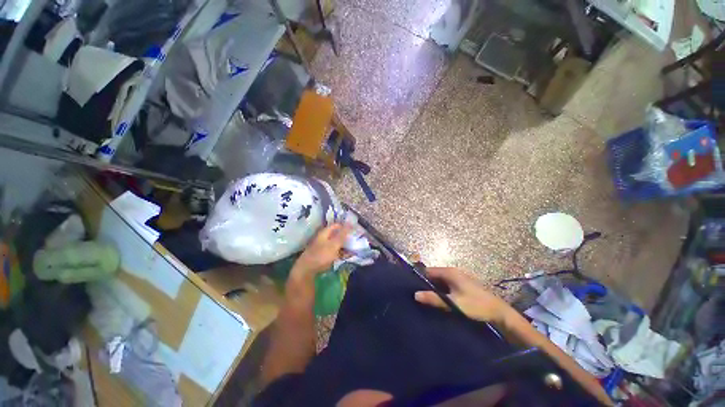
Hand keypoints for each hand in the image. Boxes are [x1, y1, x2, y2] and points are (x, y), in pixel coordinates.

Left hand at [292, 223, 352, 277]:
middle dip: (346, 236)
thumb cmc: (321, 255)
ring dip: (344, 245)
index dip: (345, 226)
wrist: (307, 270)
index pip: (337, 225)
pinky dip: (340, 252)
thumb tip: (350, 222)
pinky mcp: (323, 255)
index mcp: (325, 232)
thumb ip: (342, 234)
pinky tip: (346, 256)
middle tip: (355, 239)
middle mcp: (323, 238)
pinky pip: (334, 251)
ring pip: (336, 243)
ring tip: (353, 248)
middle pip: (336, 234)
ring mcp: (322, 246)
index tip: (354, 229)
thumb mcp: (334, 244)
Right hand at [414, 267, 513, 324]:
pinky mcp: (462, 285)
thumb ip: (434, 299)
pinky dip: (441, 291)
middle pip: (434, 275)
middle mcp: (453, 272)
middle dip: (426, 284)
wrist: (499, 313)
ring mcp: (458, 278)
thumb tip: (415, 295)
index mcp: (450, 272)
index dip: (419, 278)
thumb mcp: (453, 303)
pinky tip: (439, 300)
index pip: (428, 271)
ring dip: (434, 288)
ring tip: (426, 299)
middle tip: (418, 296)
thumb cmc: (476, 305)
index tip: (411, 287)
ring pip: (440, 281)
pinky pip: (447, 285)